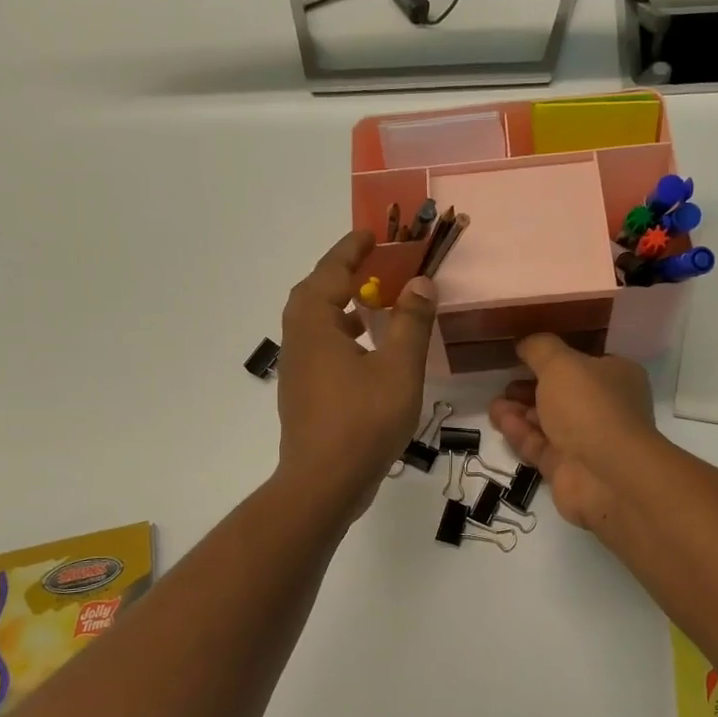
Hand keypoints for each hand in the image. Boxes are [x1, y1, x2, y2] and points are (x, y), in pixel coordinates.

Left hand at [277, 230, 436, 518]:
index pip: (331, 271)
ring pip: (315, 323)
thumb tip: (420, 282)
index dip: (352, 249)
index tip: (371, 233)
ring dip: (340, 306)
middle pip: (314, 293)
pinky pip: (319, 347)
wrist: (324, 483)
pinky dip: (340, 335)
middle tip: (371, 265)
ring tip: (372, 304)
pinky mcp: (303, 394)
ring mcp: (297, 369)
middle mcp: (299, 340)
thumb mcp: (399, 367)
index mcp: (316, 324)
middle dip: (341, 274)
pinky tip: (367, 352)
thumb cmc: (363, 420)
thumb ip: (411, 322)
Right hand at [489, 334, 659, 532]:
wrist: (606, 475)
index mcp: (616, 376)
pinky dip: (519, 432)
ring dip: (520, 410)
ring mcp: (587, 440)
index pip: (584, 361)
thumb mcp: (561, 363)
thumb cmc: (589, 407)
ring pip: (548, 420)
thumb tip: (526, 344)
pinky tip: (499, 419)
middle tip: (505, 381)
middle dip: (531, 386)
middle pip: (563, 392)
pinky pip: (539, 445)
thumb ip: (540, 348)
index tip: (524, 353)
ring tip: (494, 403)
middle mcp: (605, 407)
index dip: (555, 356)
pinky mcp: (567, 468)